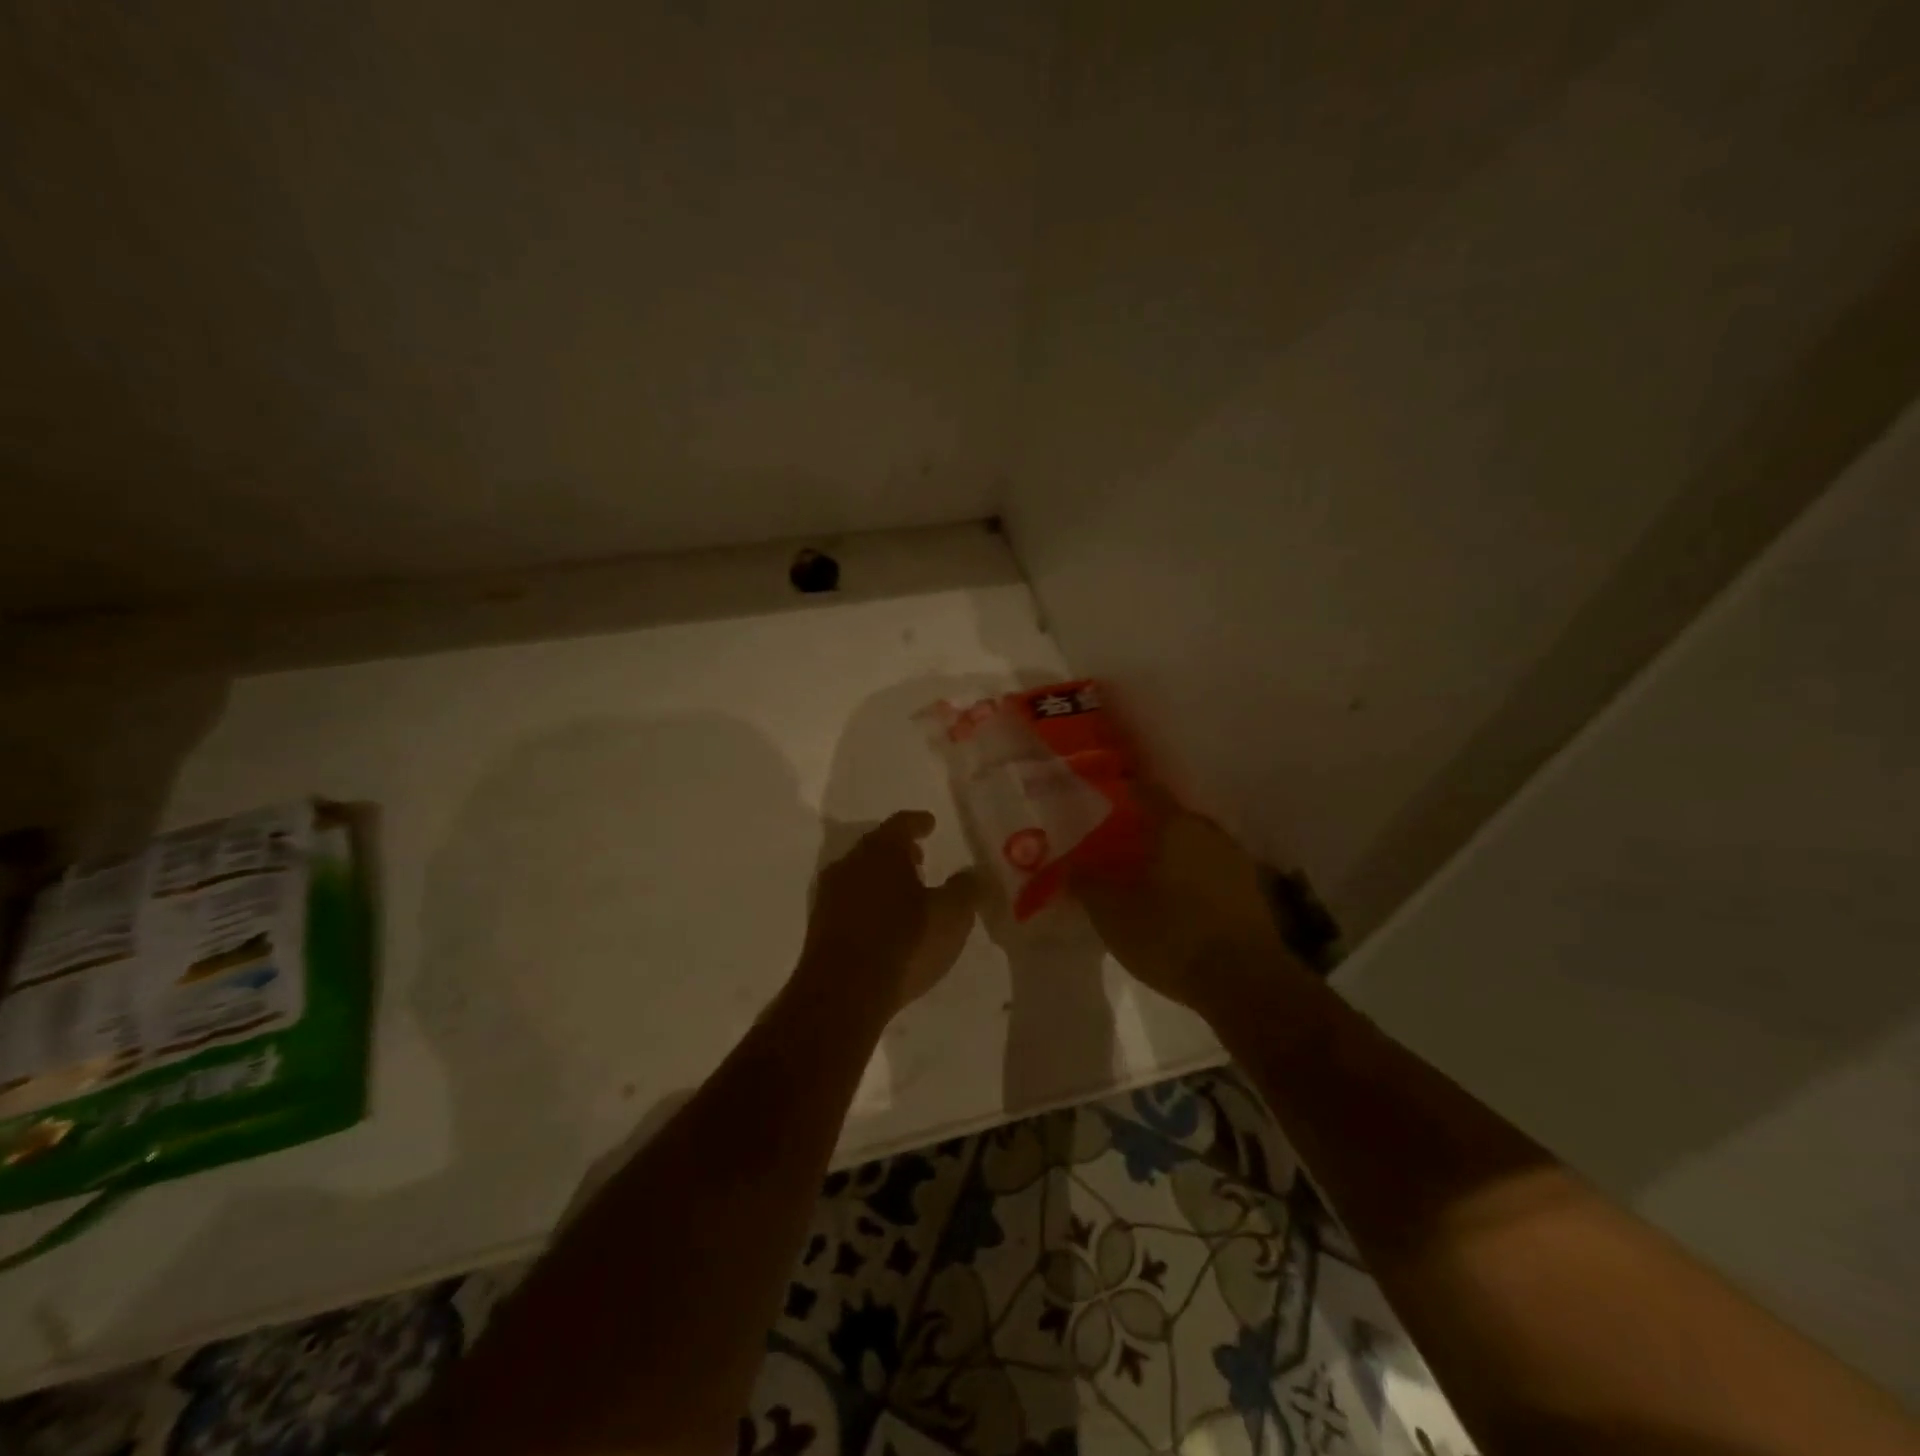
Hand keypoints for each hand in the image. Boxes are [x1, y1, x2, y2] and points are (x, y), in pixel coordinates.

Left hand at [799, 811, 979, 1014]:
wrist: (843, 994)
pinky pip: (850, 901)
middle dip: (899, 851)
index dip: (919, 822)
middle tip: (920, 858)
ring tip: (905, 892)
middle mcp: (850, 864)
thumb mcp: (951, 915)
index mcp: (881, 851)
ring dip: (882, 878)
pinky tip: (883, 922)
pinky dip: (869, 903)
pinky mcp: (819, 926)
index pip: (902, 824)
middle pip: (877, 847)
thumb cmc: (904, 943)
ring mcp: (829, 895)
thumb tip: (973, 872)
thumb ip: (966, 888)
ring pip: (860, 874)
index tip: (930, 824)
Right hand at [1071, 793, 1296, 1016]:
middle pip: (1171, 819)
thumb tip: (1071, 864)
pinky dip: (1191, 879)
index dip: (1120, 791)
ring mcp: (1237, 862)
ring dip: (1170, 855)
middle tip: (1115, 842)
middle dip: (1143, 827)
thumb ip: (1087, 883)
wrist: (1246, 985)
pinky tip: (1175, 901)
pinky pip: (1211, 873)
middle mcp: (1210, 833)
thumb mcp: (1113, 914)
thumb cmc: (1172, 936)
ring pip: (1194, 846)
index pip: (1144, 790)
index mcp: (1176, 826)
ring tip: (1143, 874)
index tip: (1098, 798)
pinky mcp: (1252, 894)